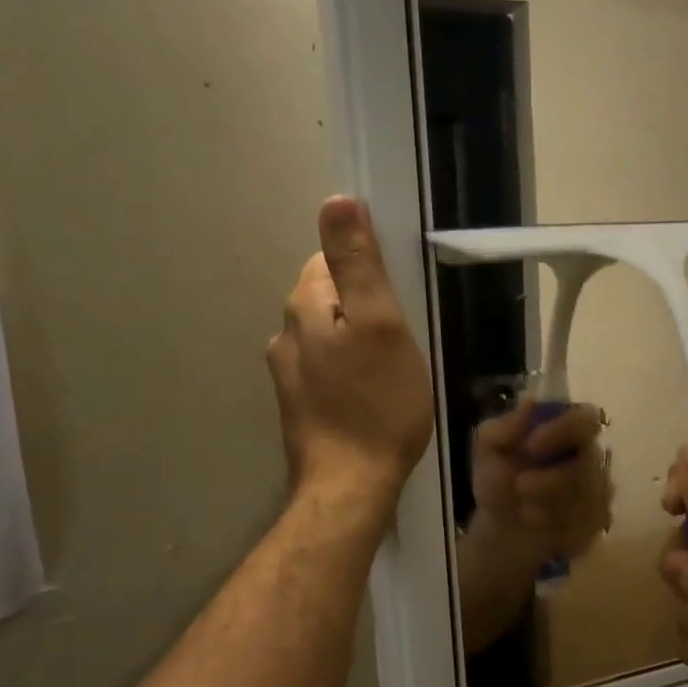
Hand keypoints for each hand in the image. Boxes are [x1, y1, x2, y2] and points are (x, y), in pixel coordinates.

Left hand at [267, 196, 433, 507]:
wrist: (349, 486)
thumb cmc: (377, 404)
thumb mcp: (381, 325)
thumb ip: (358, 264)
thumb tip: (337, 200)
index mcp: (304, 307)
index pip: (328, 261)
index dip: (366, 273)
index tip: (397, 302)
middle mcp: (285, 335)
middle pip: (327, 299)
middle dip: (361, 310)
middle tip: (402, 341)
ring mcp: (287, 376)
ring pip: (326, 339)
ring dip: (355, 344)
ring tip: (390, 373)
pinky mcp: (297, 408)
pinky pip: (325, 372)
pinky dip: (348, 375)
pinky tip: (370, 399)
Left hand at [469, 400, 613, 561]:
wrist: (500, 528)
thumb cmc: (499, 480)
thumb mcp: (488, 451)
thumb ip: (504, 428)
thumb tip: (529, 403)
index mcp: (568, 430)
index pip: (586, 418)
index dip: (564, 429)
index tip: (531, 445)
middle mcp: (591, 457)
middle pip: (591, 462)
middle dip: (554, 479)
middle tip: (521, 486)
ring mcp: (599, 492)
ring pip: (589, 497)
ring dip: (550, 506)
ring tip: (524, 510)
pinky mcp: (599, 523)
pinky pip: (587, 524)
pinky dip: (557, 527)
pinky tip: (538, 525)